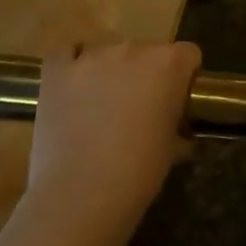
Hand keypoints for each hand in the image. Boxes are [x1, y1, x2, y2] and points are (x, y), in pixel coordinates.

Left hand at [20, 42, 199, 245]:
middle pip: (148, 51)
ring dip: (111, 70)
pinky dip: (72, 62)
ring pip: (109, 50)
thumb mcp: (173, 148)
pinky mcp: (57, 71)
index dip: (185, 76)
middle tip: (139, 108)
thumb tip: (180, 132)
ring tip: (101, 103)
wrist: (81, 196)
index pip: (188, 54)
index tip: (177, 100)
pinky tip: (74, 83)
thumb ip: (179, 126)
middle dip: (146, 74)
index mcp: (169, 65)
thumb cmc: (139, 173)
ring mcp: (92, 57)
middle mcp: (133, 49)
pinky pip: (66, 52)